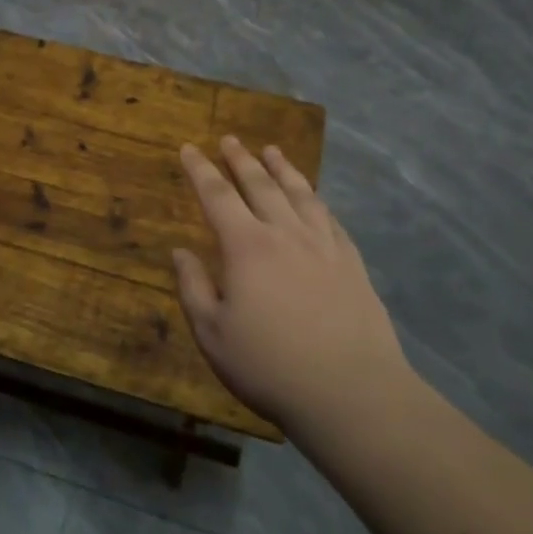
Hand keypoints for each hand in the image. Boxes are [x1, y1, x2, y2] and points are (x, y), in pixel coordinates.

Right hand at [172, 136, 410, 431]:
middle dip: (241, 160)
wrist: (352, 393)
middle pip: (260, 185)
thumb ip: (193, 287)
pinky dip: (317, 201)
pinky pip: (331, 219)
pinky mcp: (352, 264)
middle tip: (230, 140)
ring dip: (282, 169)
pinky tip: (315, 199)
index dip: (200, 170)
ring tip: (272, 150)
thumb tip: (180, 252)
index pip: (217, 196)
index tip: (189, 148)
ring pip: (300, 194)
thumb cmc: (269, 366)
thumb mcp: (212, 333)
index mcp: (246, 246)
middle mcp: (285, 234)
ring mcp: (324, 246)